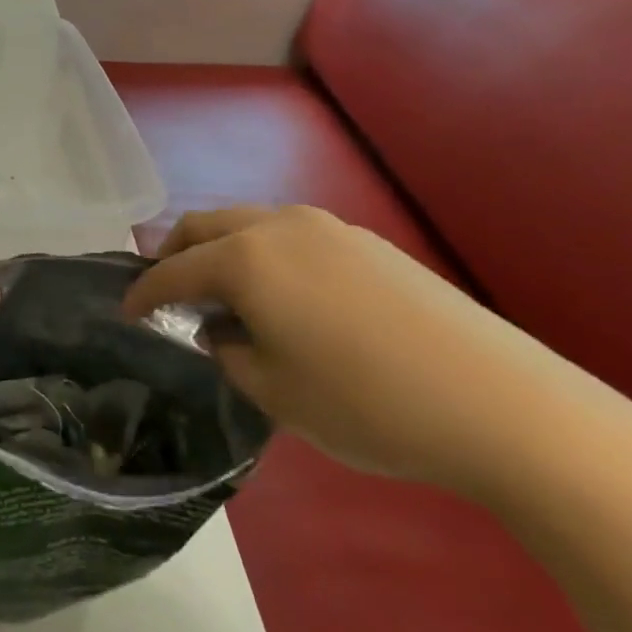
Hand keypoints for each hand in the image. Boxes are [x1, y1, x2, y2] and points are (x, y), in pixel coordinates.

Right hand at [122, 206, 614, 498]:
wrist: (505, 407)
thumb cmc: (367, 404)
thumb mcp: (273, 391)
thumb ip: (228, 352)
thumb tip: (222, 330)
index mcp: (246, 258)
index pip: (172, 271)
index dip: (142, 293)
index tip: (126, 314)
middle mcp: (280, 226)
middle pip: (205, 226)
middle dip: (174, 256)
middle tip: (167, 295)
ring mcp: (330, 228)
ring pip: (249, 225)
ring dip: (221, 252)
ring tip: (224, 298)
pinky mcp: (369, 244)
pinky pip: (291, 237)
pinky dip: (264, 257)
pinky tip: (284, 300)